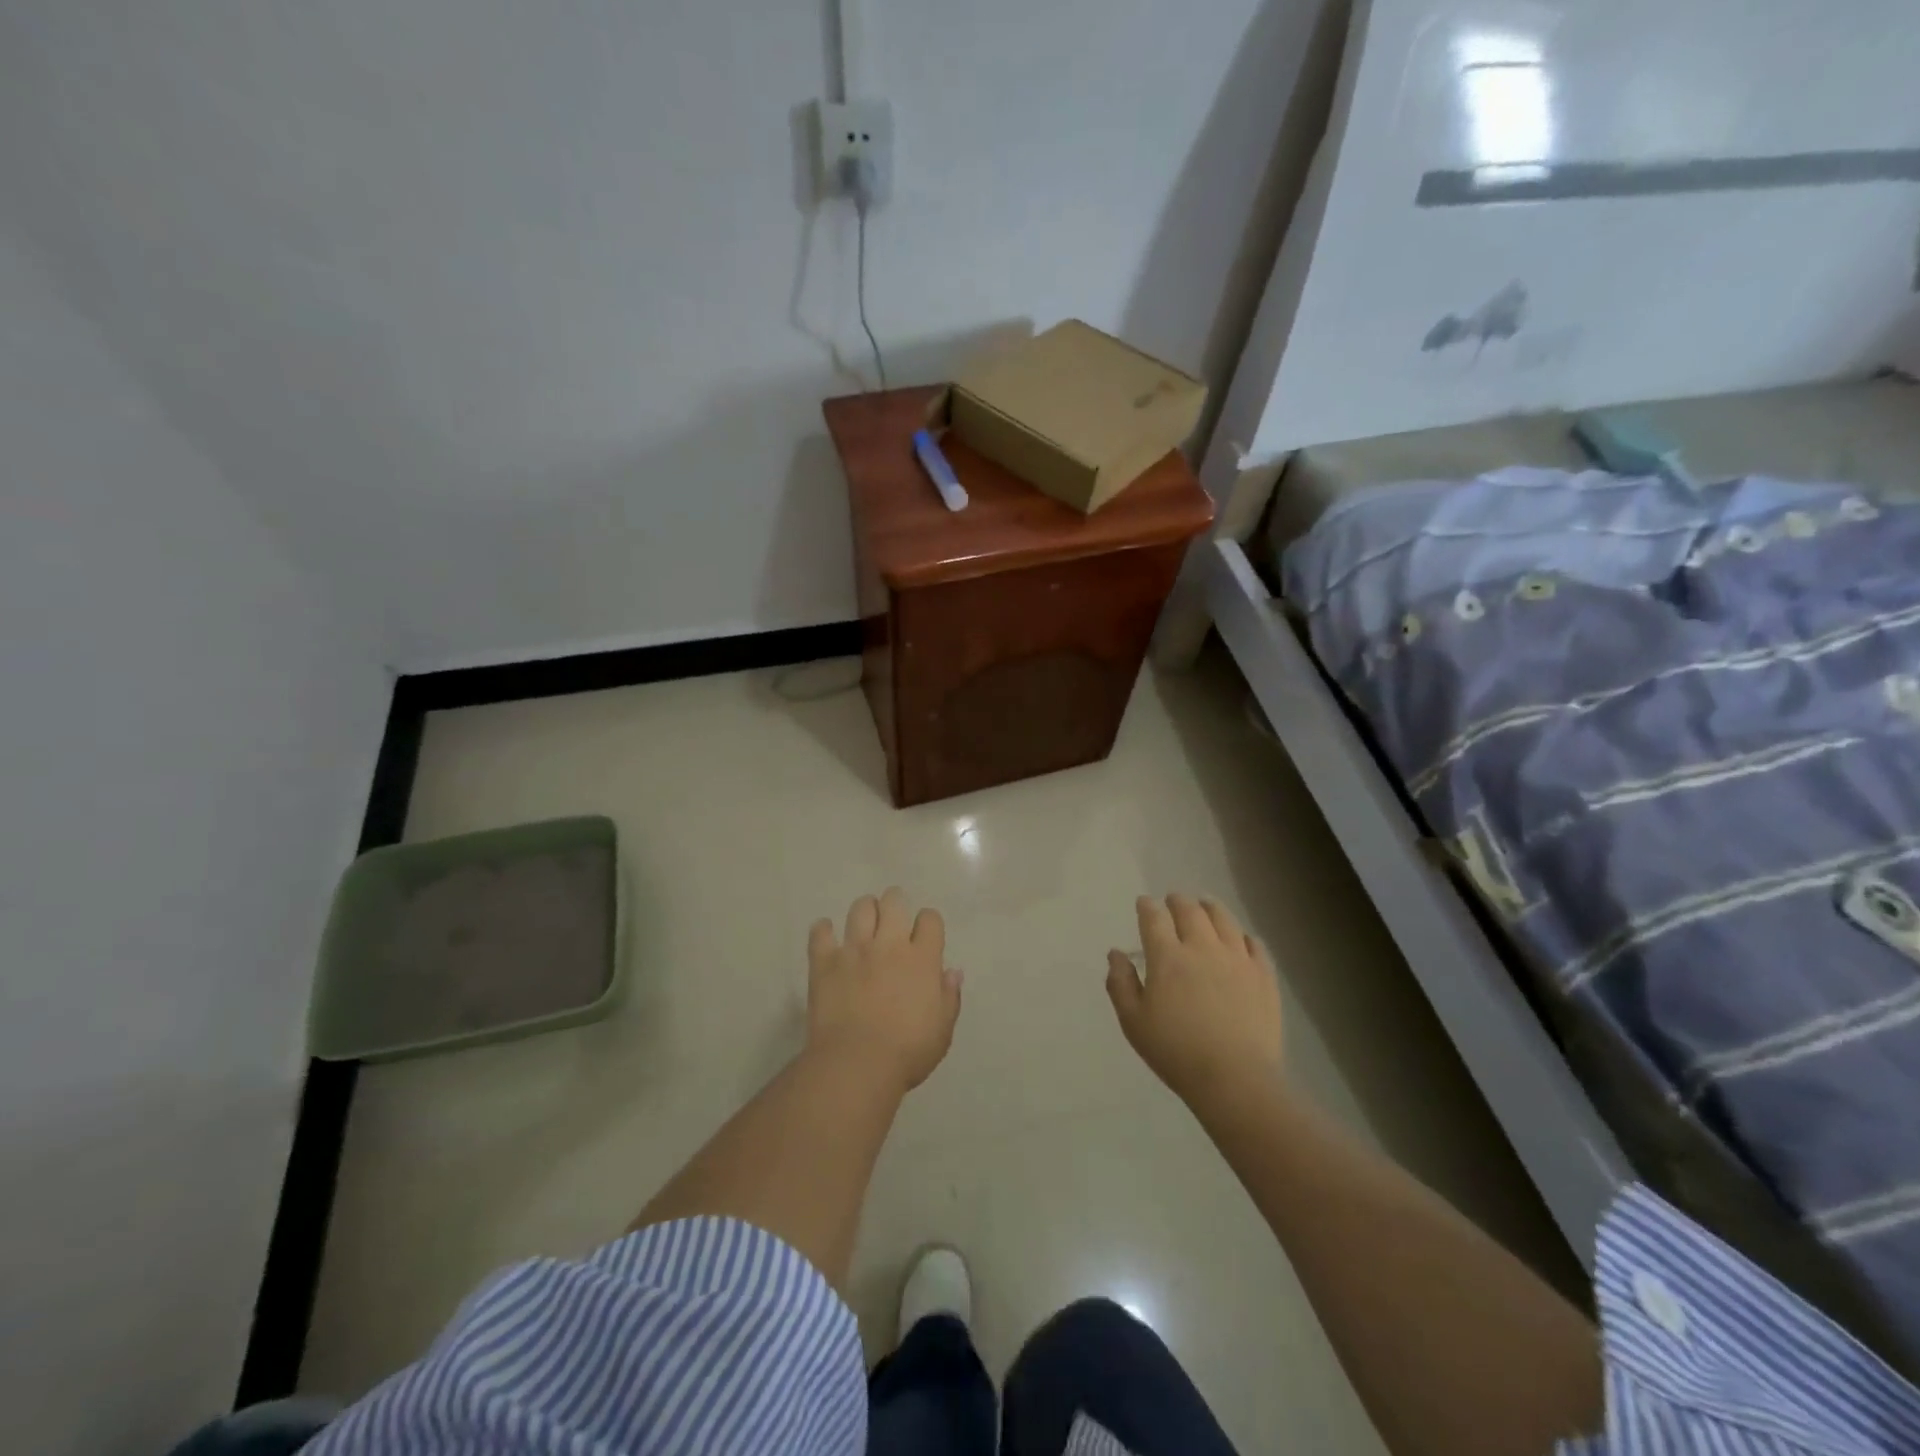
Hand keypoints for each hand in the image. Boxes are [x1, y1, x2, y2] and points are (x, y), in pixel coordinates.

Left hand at [807, 888, 961, 1093]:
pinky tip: (827, 935)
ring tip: (864, 925)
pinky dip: (823, 930)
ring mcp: (854, 950)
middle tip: (892, 920)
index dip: (928, 923)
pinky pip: (820, 932)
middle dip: (895, 904)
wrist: (857, 1064)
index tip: (924, 936)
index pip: (930, 919)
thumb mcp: (942, 1030)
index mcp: (922, 959)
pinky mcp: (824, 962)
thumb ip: (949, 997)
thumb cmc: (907, 1052)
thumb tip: (952, 972)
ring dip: (865, 911)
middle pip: (894, 901)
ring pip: (860, 908)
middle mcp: (889, 945)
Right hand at [1107, 894, 1283, 1105]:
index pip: (1154, 918)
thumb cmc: (1176, 1052)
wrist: (1235, 1079)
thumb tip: (1116, 954)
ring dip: (1210, 907)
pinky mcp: (1264, 975)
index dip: (1147, 906)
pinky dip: (1243, 935)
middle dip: (1177, 901)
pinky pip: (1255, 944)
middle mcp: (1203, 947)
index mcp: (1168, 957)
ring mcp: (1237, 959)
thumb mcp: (1133, 1022)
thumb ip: (1120, 984)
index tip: (1144, 903)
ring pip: (1224, 919)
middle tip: (1172, 900)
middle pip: (1190, 910)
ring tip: (1206, 904)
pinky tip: (1241, 939)